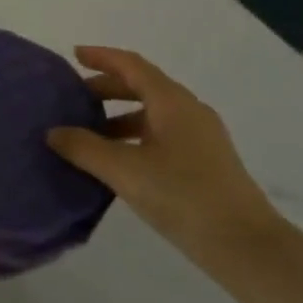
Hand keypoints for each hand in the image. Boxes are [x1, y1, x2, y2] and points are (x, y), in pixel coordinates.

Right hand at [46, 46, 281, 258]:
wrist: (248, 247)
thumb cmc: (184, 197)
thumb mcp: (125, 171)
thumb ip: (85, 148)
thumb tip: (54, 132)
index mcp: (171, 101)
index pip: (131, 65)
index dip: (102, 57)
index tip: (74, 55)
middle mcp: (189, 110)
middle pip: (143, 86)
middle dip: (108, 88)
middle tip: (76, 98)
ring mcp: (203, 137)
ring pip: (154, 112)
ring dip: (121, 115)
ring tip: (92, 134)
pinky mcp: (209, 162)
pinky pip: (165, 133)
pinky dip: (138, 135)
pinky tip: (122, 161)